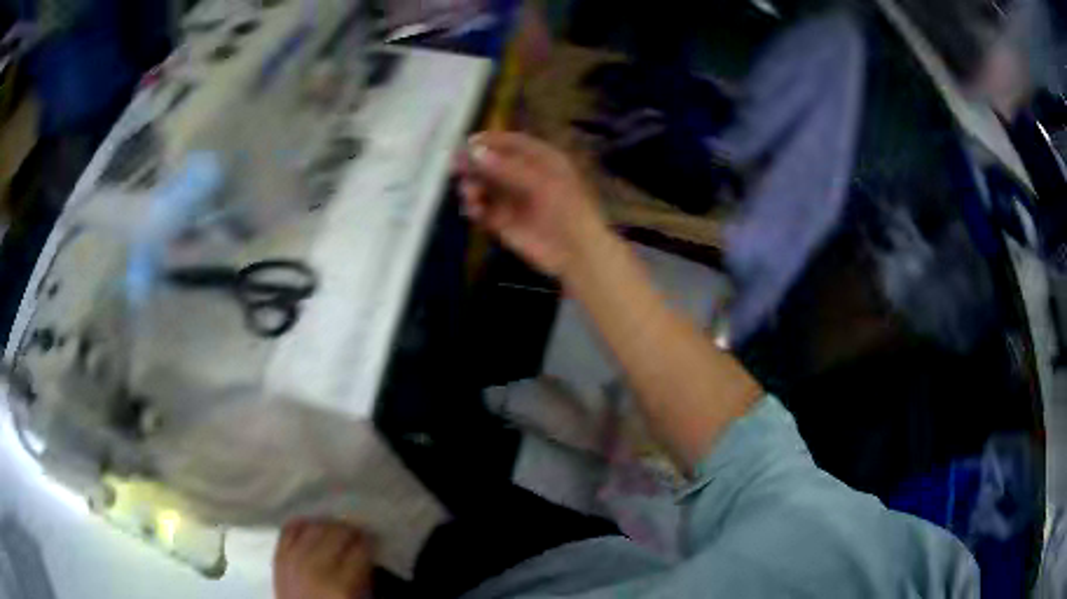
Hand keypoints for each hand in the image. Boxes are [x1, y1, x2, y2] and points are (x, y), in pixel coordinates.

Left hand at [274, 520, 372, 598]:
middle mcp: (317, 568)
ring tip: (337, 529)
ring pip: (314, 527)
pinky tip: (312, 526)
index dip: (370, 541)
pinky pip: (289, 529)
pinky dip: (302, 524)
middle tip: (359, 532)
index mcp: (342, 586)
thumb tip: (368, 553)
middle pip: (337, 534)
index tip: (375, 539)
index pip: (361, 550)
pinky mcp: (279, 556)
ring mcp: (294, 560)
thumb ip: (363, 576)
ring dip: (329, 525)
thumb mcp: (357, 598)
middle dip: (351, 530)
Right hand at [457, 132, 607, 276]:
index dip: (491, 141)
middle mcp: (524, 176)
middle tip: (455, 165)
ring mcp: (512, 199)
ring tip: (470, 193)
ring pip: (484, 186)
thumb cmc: (567, 209)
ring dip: (472, 186)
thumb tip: (474, 152)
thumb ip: (506, 167)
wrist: (575, 252)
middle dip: (474, 163)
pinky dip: (474, 208)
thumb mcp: (541, 182)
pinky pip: (482, 210)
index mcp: (541, 160)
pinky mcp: (502, 222)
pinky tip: (474, 209)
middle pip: (493, 163)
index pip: (512, 143)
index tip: (469, 142)